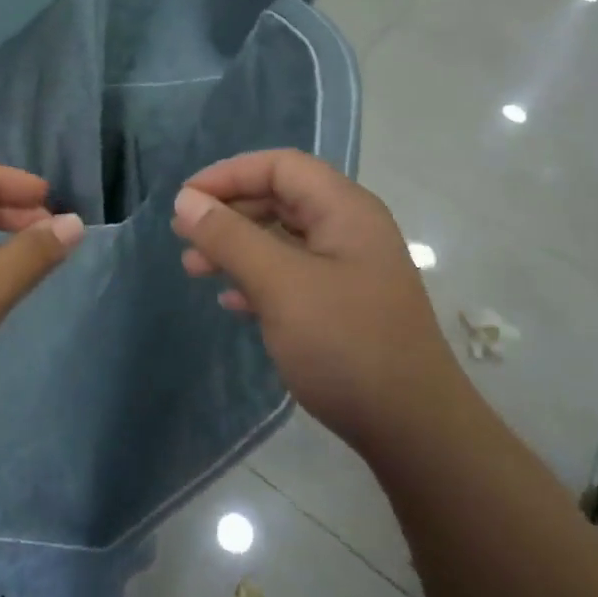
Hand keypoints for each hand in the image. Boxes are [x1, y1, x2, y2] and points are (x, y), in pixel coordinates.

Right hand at [171, 150, 462, 460]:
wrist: (413, 429)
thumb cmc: (346, 344)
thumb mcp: (281, 285)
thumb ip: (231, 238)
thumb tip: (186, 200)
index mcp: (345, 210)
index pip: (281, 166)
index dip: (229, 174)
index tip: (186, 201)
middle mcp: (350, 229)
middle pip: (281, 199)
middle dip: (229, 212)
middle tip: (184, 237)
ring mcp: (349, 269)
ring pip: (283, 239)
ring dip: (237, 247)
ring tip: (195, 269)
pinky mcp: (344, 305)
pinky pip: (292, 275)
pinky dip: (258, 279)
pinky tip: (232, 301)